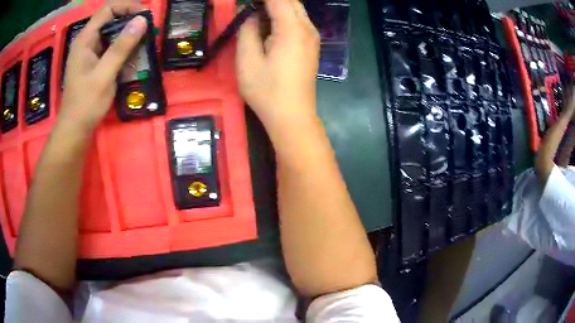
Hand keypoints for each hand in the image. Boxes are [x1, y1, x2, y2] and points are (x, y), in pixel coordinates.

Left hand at [58, 1, 145, 133]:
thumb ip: (121, 47)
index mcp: (85, 39)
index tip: (144, 16)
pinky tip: (131, 61)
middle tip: (147, 33)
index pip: (108, 9)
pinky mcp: (95, 63)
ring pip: (113, 34)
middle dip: (130, 23)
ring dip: (129, 38)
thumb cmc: (85, 104)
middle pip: (112, 19)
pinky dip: (124, 51)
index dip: (127, 6)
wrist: (75, 130)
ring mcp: (91, 53)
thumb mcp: (104, 74)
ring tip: (142, 47)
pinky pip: (111, 48)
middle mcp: (88, 41)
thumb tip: (142, 20)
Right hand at [236, 0, 319, 129]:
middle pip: (290, 1)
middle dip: (270, 0)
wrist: (292, 116)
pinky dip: (284, 15)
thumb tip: (249, 14)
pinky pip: (298, 20)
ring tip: (256, 13)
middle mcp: (307, 28)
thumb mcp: (247, 60)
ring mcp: (312, 36)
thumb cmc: (267, 91)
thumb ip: (247, 30)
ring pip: (296, 9)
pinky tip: (269, 23)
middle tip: (248, 7)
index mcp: (292, 28)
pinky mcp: (311, 45)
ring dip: (277, 5)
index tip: (245, 3)